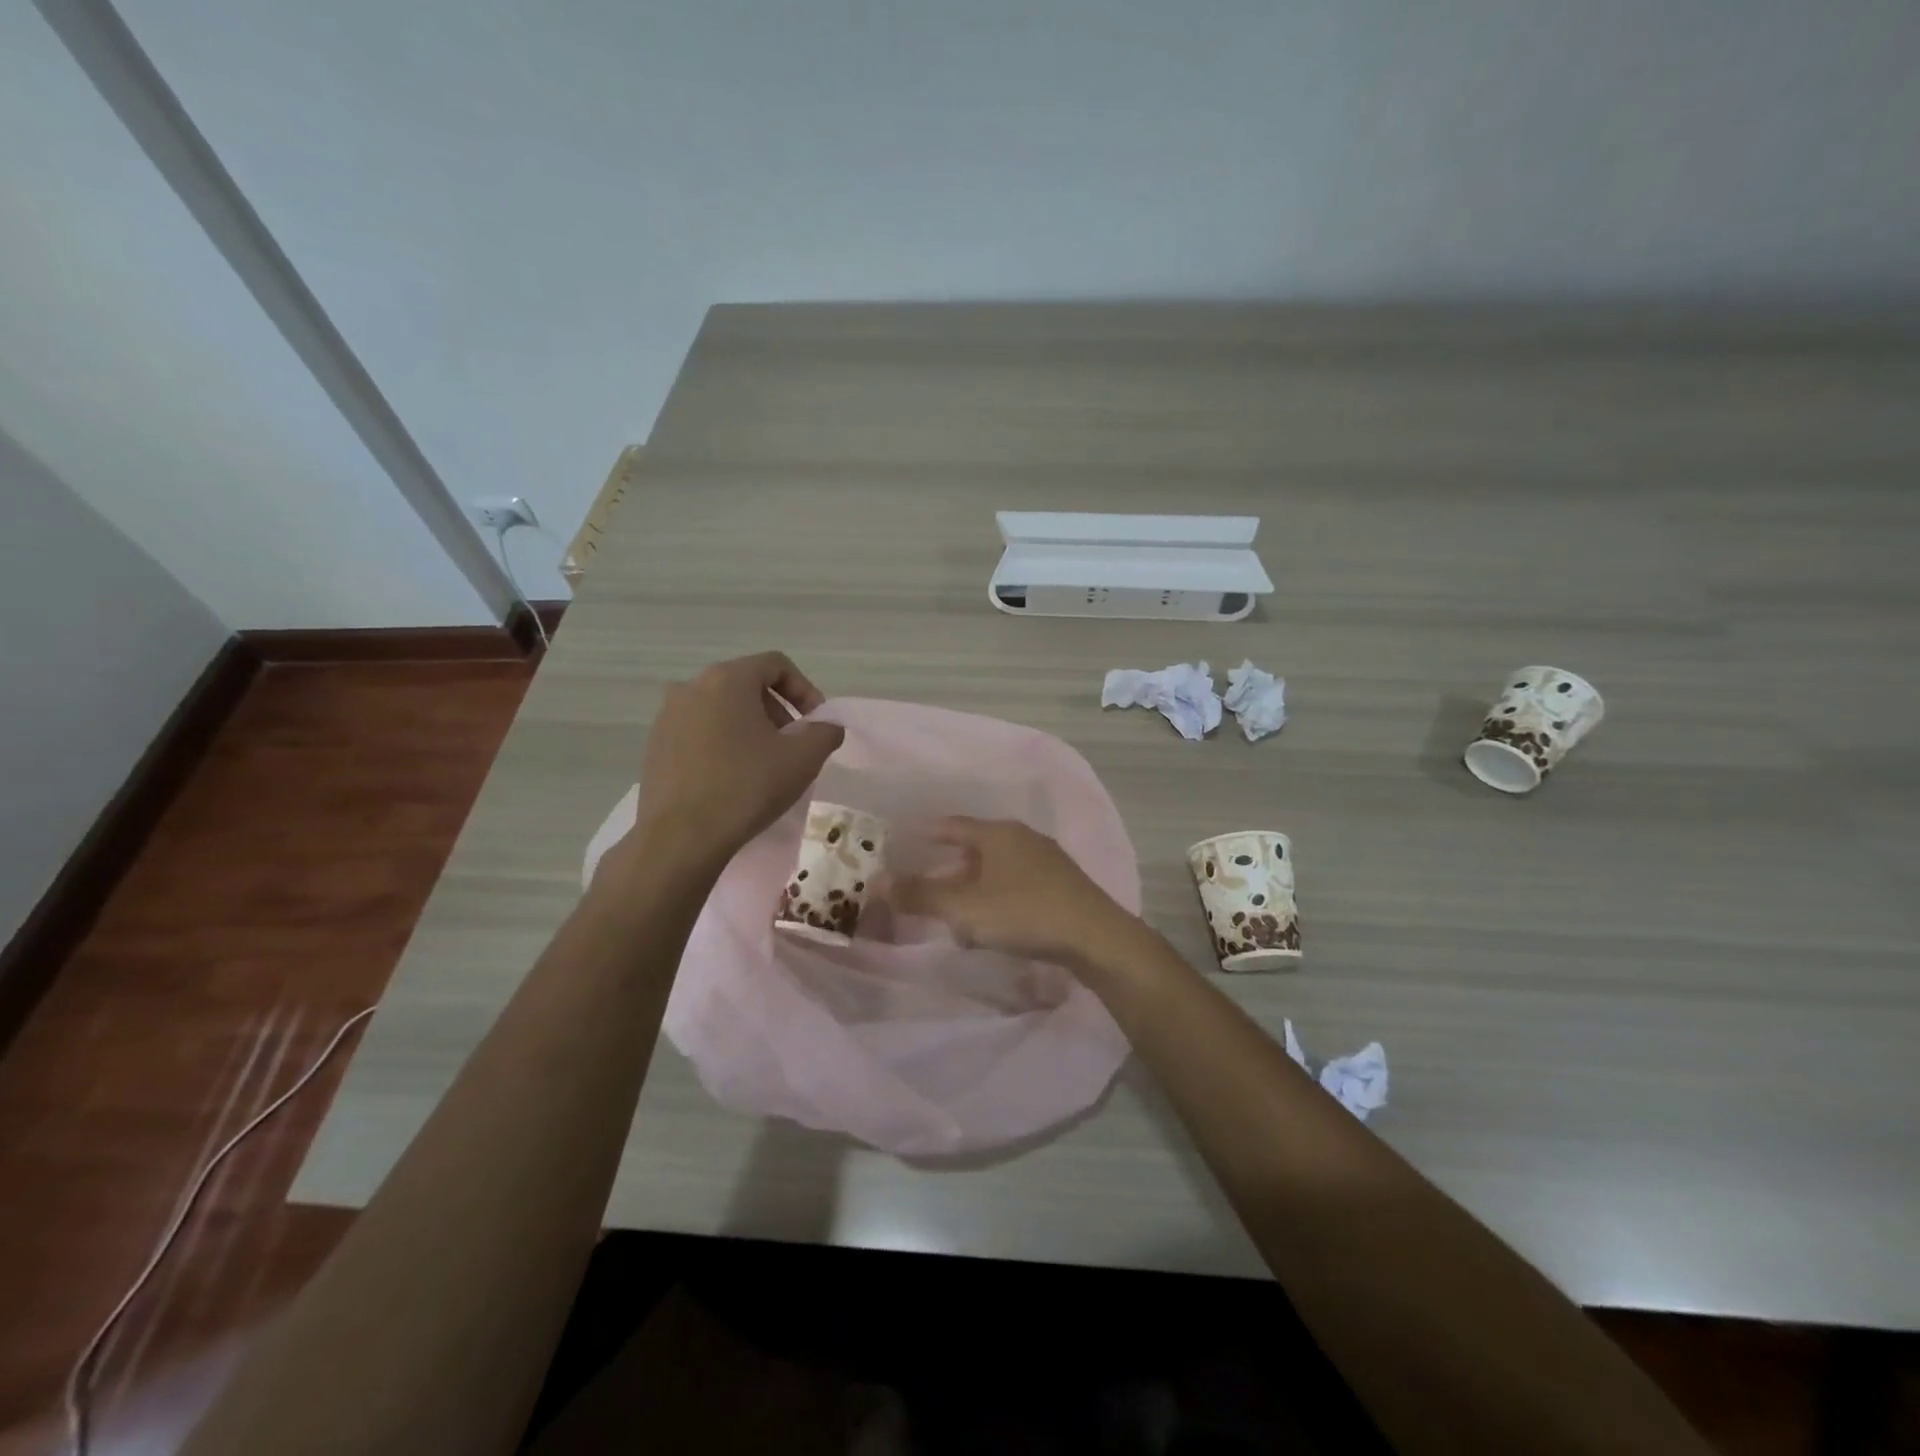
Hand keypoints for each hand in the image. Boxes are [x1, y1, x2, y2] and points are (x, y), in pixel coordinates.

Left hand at [631, 652, 844, 866]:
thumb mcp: (803, 758)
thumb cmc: (747, 787)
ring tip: (765, 763)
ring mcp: (667, 716)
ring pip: (721, 709)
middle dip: (777, 710)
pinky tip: (733, 777)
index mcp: (727, 679)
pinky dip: (722, 743)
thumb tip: (827, 726)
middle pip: (747, 685)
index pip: (776, 665)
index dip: (805, 690)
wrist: (681, 837)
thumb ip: (825, 732)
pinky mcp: (655, 745)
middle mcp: (691, 687)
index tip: (816, 722)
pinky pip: (698, 731)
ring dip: (750, 727)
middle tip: (793, 744)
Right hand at [885, 817, 1137, 970]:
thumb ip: (920, 895)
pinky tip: (990, 928)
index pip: (952, 825)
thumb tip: (876, 882)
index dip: (925, 832)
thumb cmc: (1025, 914)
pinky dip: (994, 900)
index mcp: (999, 833)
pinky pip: (1015, 886)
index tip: (902, 840)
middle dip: (947, 870)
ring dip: (971, 890)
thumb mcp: (965, 908)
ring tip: (952, 916)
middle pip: (974, 848)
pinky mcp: (1061, 886)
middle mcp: (1023, 838)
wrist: (1097, 938)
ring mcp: (1046, 861)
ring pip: (995, 870)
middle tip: (922, 887)